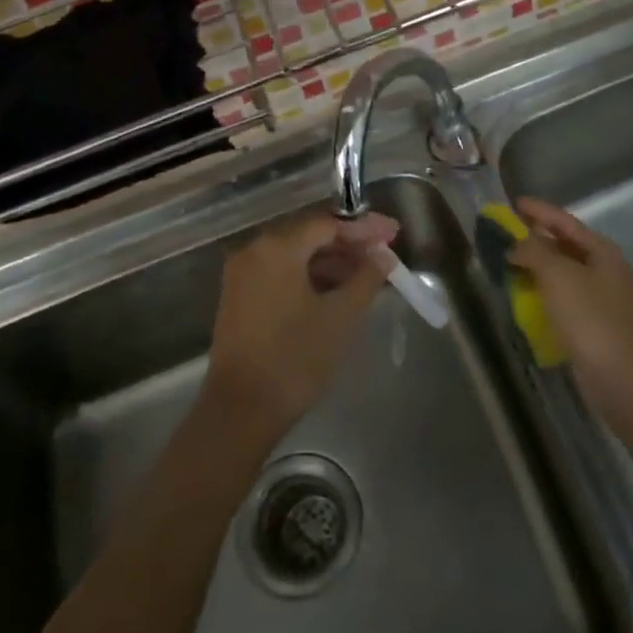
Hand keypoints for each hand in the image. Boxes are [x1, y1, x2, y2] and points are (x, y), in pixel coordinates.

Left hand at [206, 209, 398, 431]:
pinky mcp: (239, 296)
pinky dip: (308, 277)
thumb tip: (383, 256)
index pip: (327, 224)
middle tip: (384, 253)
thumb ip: (366, 278)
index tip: (393, 233)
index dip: (363, 228)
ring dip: (330, 262)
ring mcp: (242, 274)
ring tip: (366, 276)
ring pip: (294, 256)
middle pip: (309, 236)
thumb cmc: (295, 357)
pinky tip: (335, 291)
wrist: (241, 408)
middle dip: (349, 244)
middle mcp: (254, 250)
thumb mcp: (340, 316)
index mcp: (277, 247)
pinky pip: (280, 273)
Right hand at [506, 198, 632, 416]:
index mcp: (602, 252)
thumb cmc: (590, 317)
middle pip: (565, 246)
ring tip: (508, 264)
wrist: (621, 377)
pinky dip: (543, 292)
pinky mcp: (593, 324)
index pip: (565, 222)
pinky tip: (524, 297)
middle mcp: (605, 270)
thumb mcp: (557, 275)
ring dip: (537, 267)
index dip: (539, 211)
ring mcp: (601, 299)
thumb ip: (533, 251)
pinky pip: (562, 298)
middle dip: (535, 239)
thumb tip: (515, 245)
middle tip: (505, 235)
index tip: (514, 203)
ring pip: (563, 273)